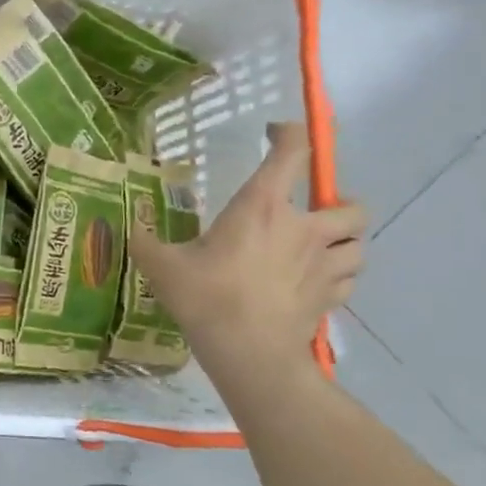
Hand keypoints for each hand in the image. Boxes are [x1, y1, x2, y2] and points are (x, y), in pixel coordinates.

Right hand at [131, 122, 365, 370]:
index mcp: (263, 207)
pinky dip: (339, 276)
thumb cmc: (206, 297)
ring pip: (359, 243)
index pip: (291, 152)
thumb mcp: (161, 265)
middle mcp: (303, 228)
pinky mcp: (330, 298)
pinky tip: (316, 282)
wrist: (248, 353)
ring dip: (345, 242)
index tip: (274, 133)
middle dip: (338, 204)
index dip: (289, 133)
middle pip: (351, 204)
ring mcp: (324, 265)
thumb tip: (125, 226)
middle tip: (311, 214)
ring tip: (321, 248)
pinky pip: (349, 279)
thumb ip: (144, 241)